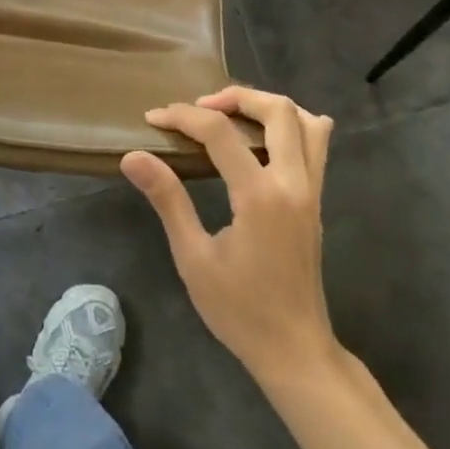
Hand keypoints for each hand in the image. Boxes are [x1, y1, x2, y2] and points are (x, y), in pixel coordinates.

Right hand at [121, 87, 336, 383]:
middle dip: (234, 96)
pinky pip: (315, 144)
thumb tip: (133, 156)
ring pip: (305, 121)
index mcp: (259, 196)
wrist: (295, 352)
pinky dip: (290, 125)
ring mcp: (311, 190)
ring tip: (232, 114)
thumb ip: (167, 199)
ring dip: (267, 105)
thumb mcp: (193, 258)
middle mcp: (293, 183)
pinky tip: (260, 137)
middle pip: (276, 109)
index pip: (219, 132)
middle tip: (199, 108)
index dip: (182, 116)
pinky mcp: (316, 199)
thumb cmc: (240, 310)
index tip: (154, 118)